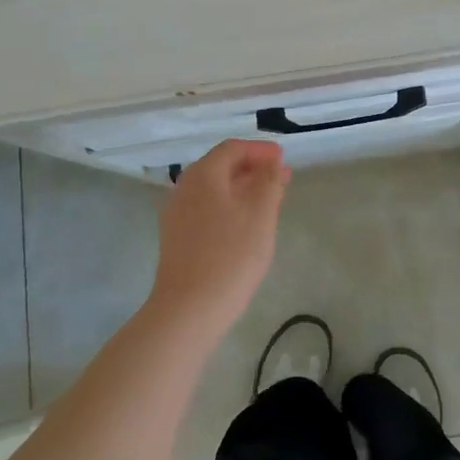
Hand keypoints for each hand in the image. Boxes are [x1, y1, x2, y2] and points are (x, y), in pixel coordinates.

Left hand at [150, 139, 290, 332]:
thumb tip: (271, 164)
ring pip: (213, 190)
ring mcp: (177, 215)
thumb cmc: (230, 257)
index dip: (260, 150)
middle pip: (220, 167)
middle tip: (281, 179)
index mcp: (203, 176)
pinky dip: (229, 206)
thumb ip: (269, 182)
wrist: (188, 310)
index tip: (283, 160)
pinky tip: (246, 225)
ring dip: (242, 189)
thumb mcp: (260, 215)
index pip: (232, 149)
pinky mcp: (177, 239)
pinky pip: (206, 210)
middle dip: (252, 169)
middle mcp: (184, 189)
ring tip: (269, 201)